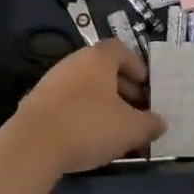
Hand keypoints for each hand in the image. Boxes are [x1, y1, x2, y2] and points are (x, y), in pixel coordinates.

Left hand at [6, 41, 161, 176]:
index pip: (120, 49)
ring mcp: (52, 81)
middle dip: (121, 87)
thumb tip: (161, 123)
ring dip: (101, 101)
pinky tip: (87, 135)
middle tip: (135, 109)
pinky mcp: (36, 102)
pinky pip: (67, 101)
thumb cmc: (88, 126)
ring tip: (114, 126)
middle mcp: (74, 62)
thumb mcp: (130, 129)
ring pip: (84, 85)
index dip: (135, 65)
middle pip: (102, 68)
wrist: (32, 145)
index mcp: (97, 59)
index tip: (145, 85)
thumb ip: (150, 124)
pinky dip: (81, 112)